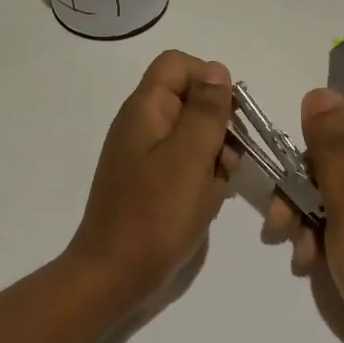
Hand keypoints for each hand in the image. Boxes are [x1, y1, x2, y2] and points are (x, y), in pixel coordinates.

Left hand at [64, 50, 239, 308]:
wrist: (114, 277)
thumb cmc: (155, 215)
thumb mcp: (190, 158)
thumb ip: (207, 111)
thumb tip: (217, 69)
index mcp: (145, 110)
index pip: (178, 65)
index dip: (210, 80)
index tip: (229, 116)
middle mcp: (142, 125)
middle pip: (189, 99)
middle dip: (218, 124)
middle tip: (229, 159)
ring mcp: (145, 156)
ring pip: (193, 134)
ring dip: (215, 154)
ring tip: (220, 185)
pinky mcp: (151, 184)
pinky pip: (185, 164)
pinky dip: (202, 177)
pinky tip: (208, 202)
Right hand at [265, 76, 343, 342]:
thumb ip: (333, 148)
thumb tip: (319, 94)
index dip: (339, 101)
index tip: (310, 136)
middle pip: (339, 139)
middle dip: (303, 173)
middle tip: (285, 212)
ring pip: (332, 177)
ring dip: (304, 206)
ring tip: (291, 242)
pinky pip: (342, 207)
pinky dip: (321, 227)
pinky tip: (308, 259)